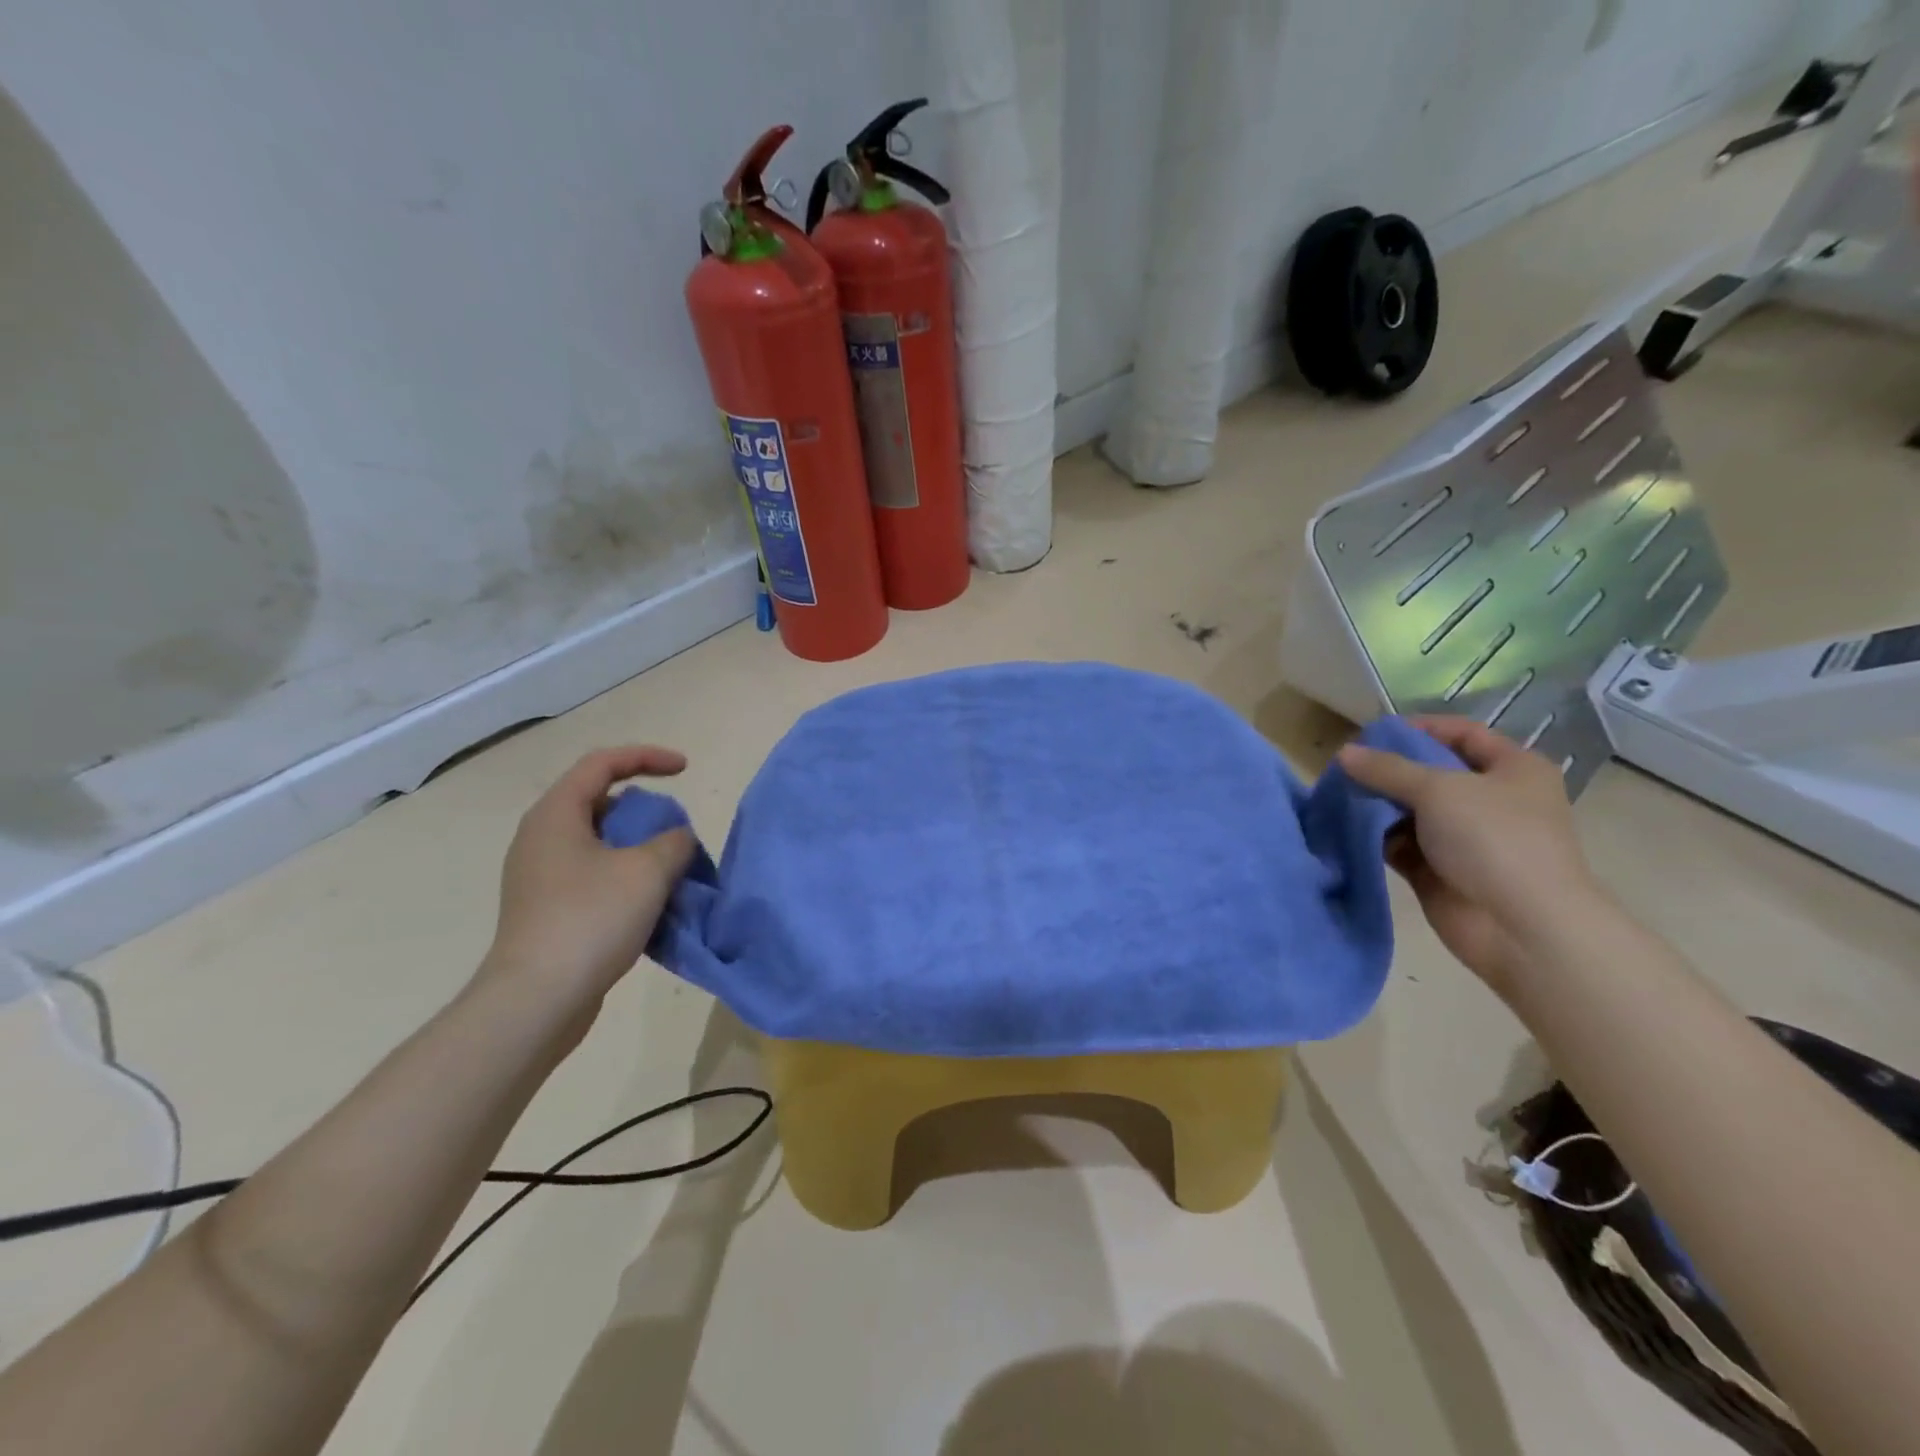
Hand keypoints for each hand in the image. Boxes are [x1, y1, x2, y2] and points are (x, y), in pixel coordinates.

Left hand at [478, 747, 694, 1031]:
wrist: (538, 1000)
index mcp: (556, 815)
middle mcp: (540, 838)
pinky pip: (592, 874)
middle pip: (599, 801)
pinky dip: (624, 875)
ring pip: (598, 841)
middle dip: (644, 808)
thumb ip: (674, 841)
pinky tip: (649, 903)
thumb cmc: (591, 919)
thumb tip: (676, 839)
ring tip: (670, 867)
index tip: (685, 770)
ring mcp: (539, 876)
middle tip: (675, 828)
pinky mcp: (546, 909)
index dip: (647, 757)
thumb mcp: (648, 871)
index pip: (603, 763)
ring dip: (638, 846)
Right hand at [1338, 717, 1604, 997]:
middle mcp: (1491, 799)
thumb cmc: (1493, 840)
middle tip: (1346, 767)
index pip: (1462, 733)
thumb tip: (1345, 753)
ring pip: (1411, 809)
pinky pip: (1401, 844)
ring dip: (1377, 803)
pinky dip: (1376, 836)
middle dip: (1388, 769)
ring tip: (1337, 795)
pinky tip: (1346, 827)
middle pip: (1431, 772)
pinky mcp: (1439, 869)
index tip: (1373, 733)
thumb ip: (1387, 769)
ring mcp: (1465, 837)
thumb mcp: (1438, 789)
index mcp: (1513, 770)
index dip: (1419, 728)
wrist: (1521, 927)